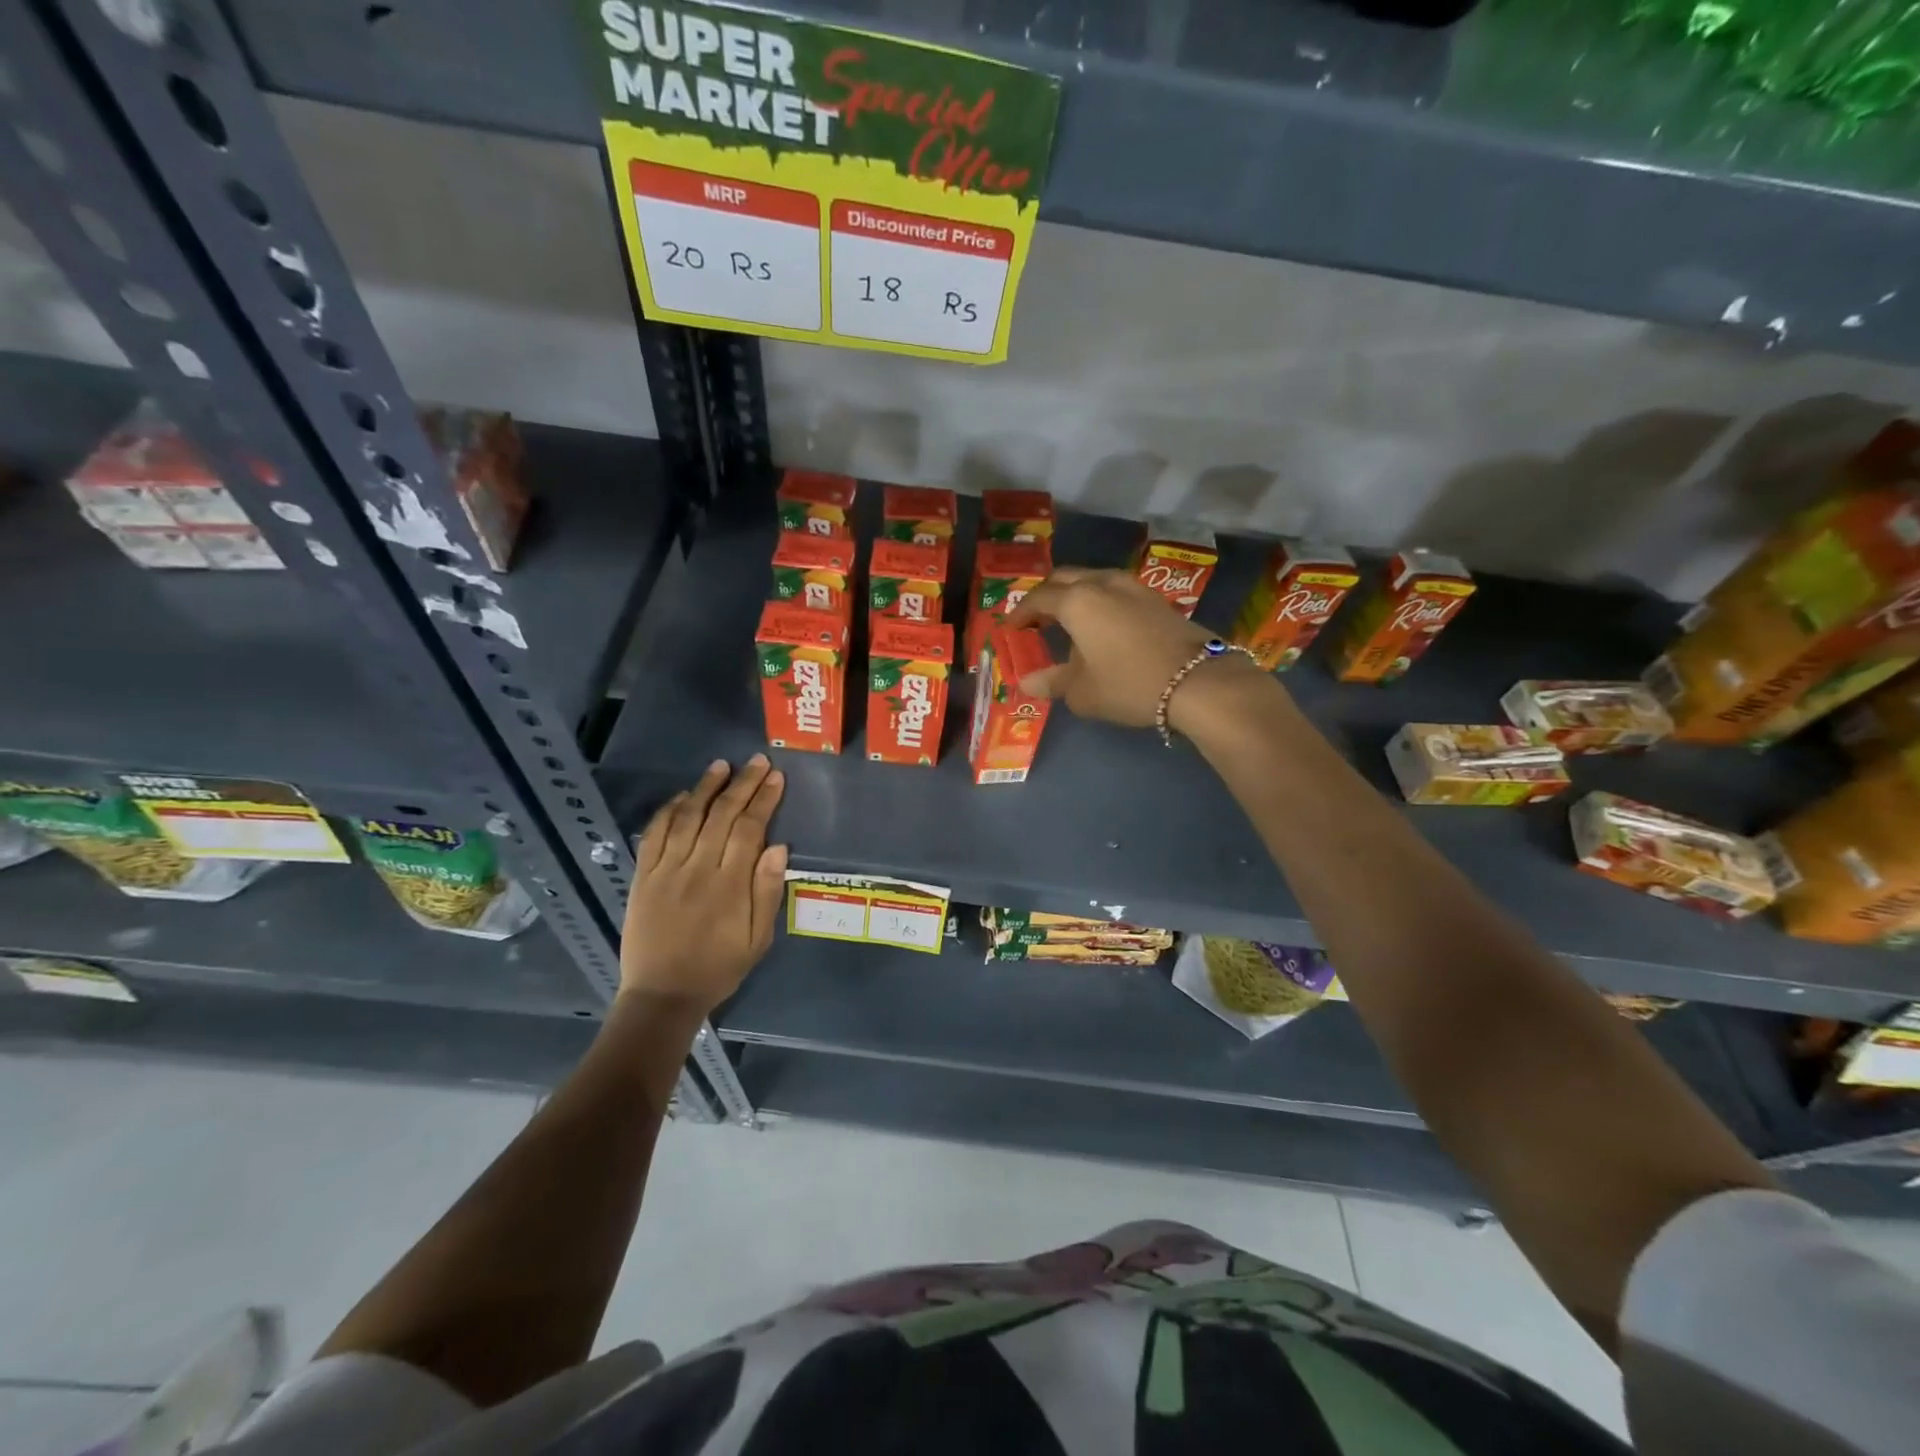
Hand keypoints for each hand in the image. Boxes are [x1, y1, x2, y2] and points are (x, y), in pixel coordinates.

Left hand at [621, 756, 786, 1012]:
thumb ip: (767, 892)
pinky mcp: (643, 876)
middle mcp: (698, 869)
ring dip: (706, 788)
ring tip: (722, 765)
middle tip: (757, 761)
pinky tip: (684, 796)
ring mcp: (667, 870)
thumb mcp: (758, 939)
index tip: (776, 778)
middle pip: (722, 815)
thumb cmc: (719, 968)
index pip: (750, 829)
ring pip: (688, 817)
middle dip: (742, 784)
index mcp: (730, 885)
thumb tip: (779, 847)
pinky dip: (669, 811)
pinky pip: (655, 835)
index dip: (764, 800)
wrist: (662, 995)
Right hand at [1005, 567, 1264, 728]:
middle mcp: (1102, 584)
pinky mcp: (1156, 599)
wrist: (1198, 682)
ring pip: (1092, 579)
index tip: (1010, 629)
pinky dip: (1098, 601)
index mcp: (1076, 601)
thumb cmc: (1129, 685)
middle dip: (1045, 596)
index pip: (1037, 599)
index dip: (1020, 613)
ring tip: (1067, 621)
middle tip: (1035, 620)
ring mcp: (1133, 587)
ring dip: (1074, 595)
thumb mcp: (1082, 692)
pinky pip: (1114, 591)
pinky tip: (1102, 626)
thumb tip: (1028, 681)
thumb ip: (1052, 682)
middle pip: (1064, 578)